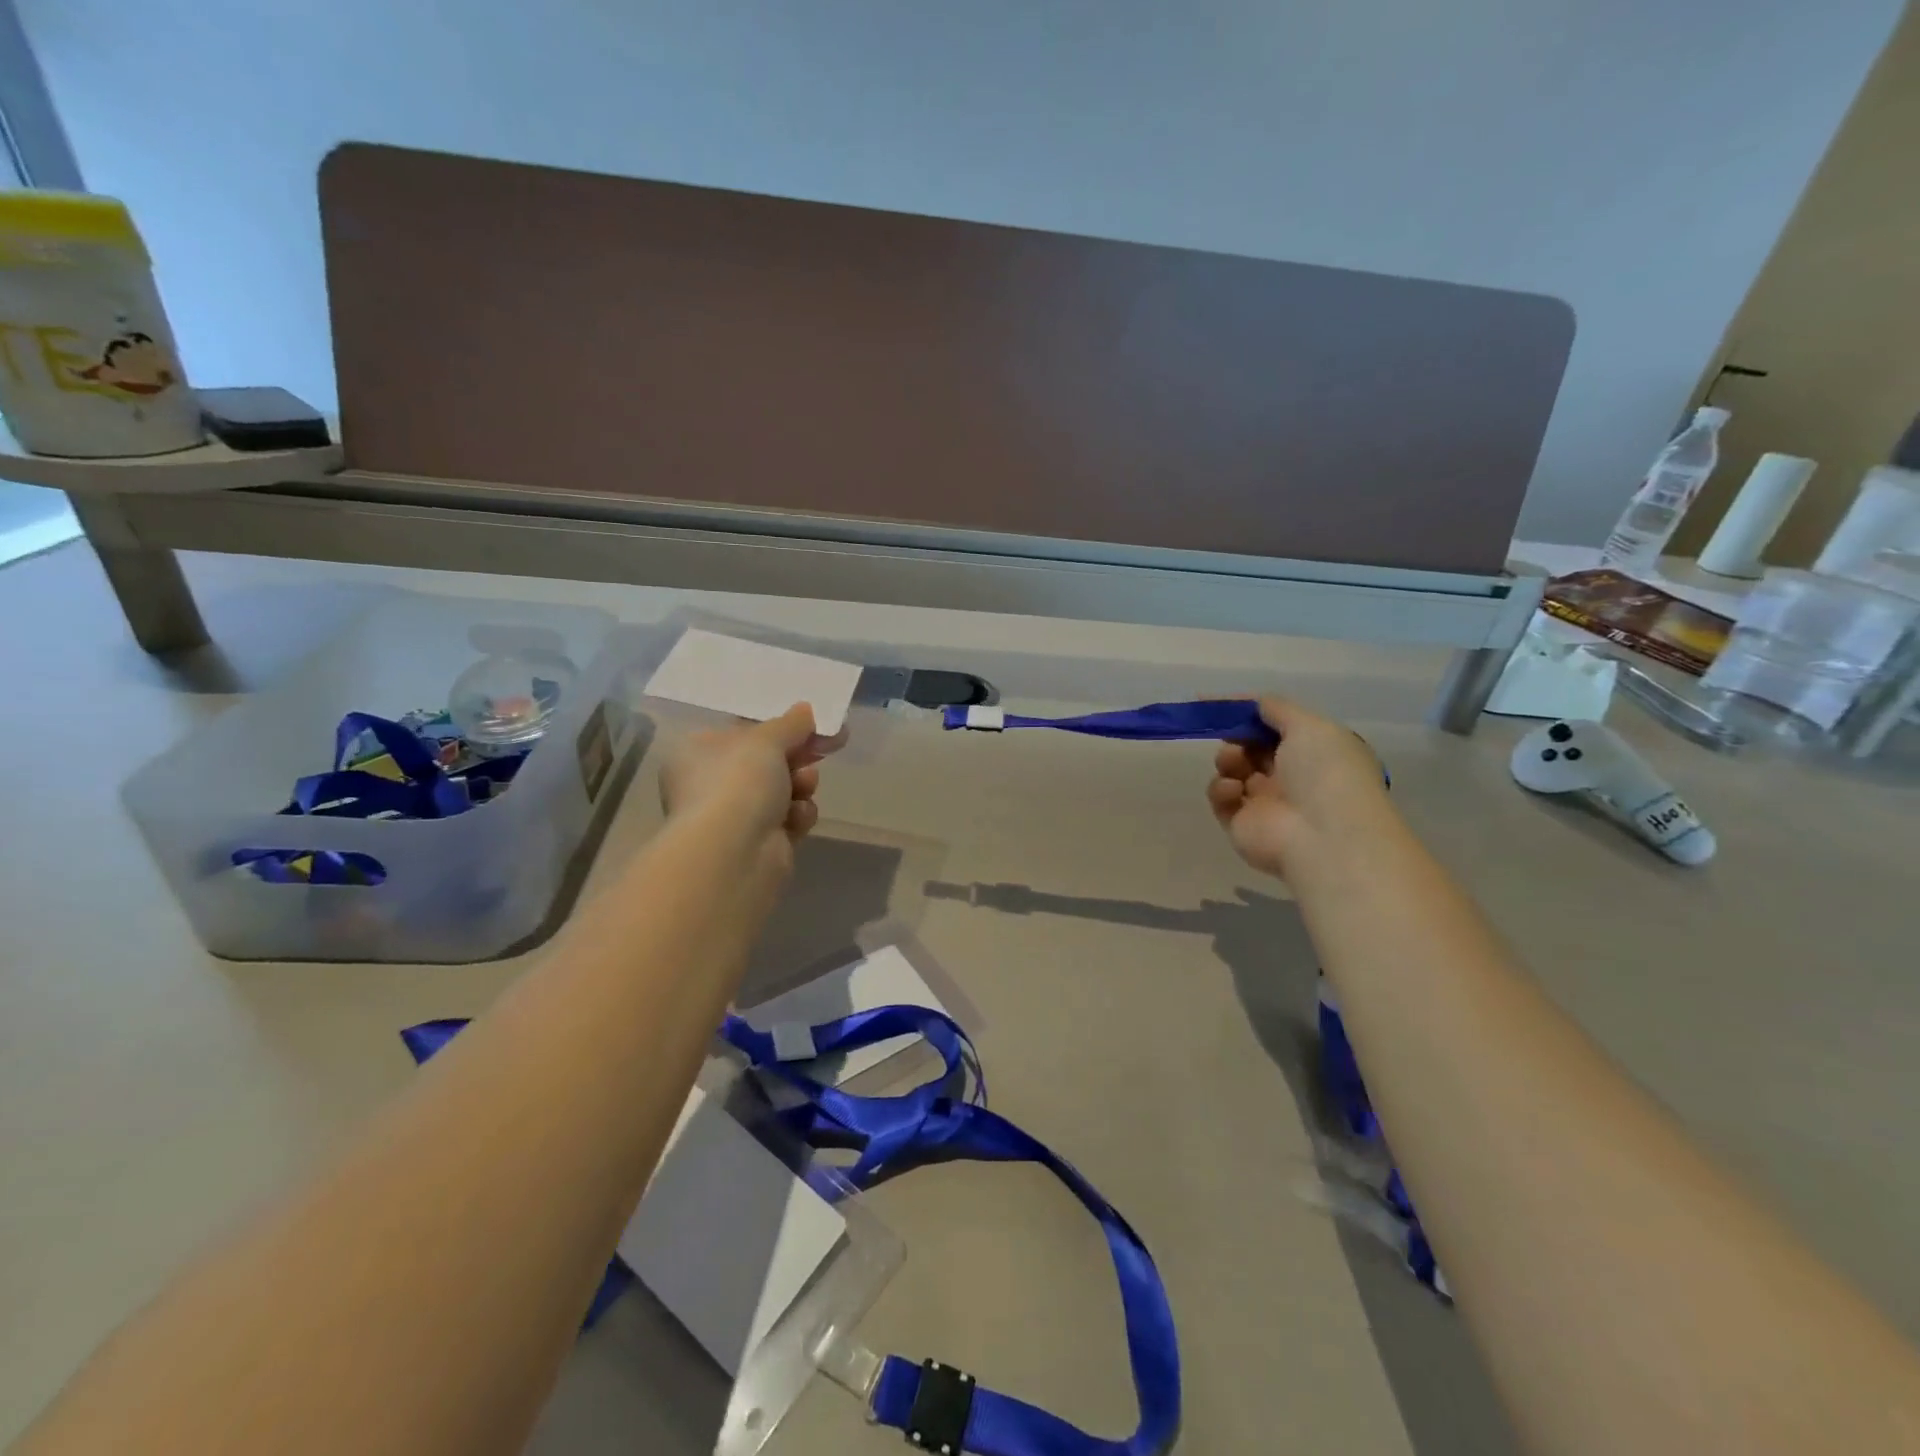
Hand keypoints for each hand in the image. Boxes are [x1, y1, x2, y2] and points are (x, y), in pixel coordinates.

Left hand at [659, 703, 827, 851]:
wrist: (734, 853)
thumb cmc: (738, 782)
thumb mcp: (767, 739)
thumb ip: (791, 723)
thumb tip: (805, 710)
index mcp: (697, 753)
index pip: (742, 733)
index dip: (780, 727)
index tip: (814, 723)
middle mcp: (709, 785)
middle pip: (766, 762)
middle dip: (797, 757)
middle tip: (827, 746)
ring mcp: (732, 818)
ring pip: (782, 791)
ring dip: (801, 785)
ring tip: (805, 785)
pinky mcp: (757, 845)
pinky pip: (787, 820)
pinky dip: (797, 816)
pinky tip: (797, 818)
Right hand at [1207, 697, 1394, 880]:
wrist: (1323, 836)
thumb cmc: (1324, 773)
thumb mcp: (1309, 725)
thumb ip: (1276, 708)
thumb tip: (1252, 702)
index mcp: (1314, 752)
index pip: (1275, 727)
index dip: (1247, 713)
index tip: (1212, 702)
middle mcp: (1292, 777)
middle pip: (1251, 747)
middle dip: (1236, 736)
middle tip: (1231, 735)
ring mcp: (1266, 803)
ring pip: (1233, 770)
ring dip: (1228, 760)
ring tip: (1234, 764)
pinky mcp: (1242, 825)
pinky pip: (1221, 799)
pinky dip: (1221, 789)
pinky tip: (1233, 790)